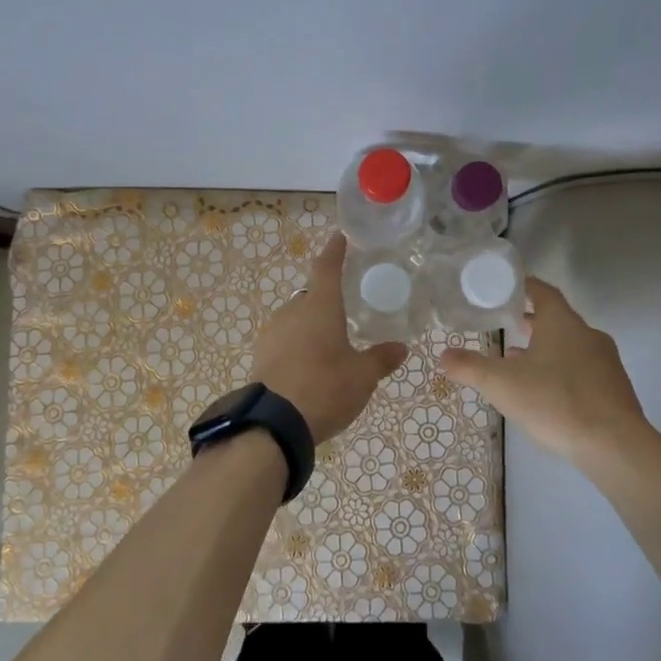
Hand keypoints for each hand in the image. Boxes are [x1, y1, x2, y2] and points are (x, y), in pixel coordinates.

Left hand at [250, 233, 406, 444]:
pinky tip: (308, 365)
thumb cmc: (326, 387)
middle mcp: (292, 311)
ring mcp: (271, 333)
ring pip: (295, 319)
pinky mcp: (259, 355)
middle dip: (325, 300)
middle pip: (310, 296)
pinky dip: (297, 346)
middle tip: (344, 312)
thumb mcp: (362, 376)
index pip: (327, 268)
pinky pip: (283, 341)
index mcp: (320, 306)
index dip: (334, 252)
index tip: (339, 237)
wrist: (274, 423)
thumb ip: (381, 359)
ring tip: (328, 345)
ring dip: (310, 326)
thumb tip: (401, 348)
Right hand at [438, 277, 660, 472]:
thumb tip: (443, 354)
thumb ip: (470, 367)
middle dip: (530, 322)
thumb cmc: (555, 402)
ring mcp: (606, 362)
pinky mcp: (615, 389)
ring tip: (518, 364)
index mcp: (562, 323)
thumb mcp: (501, 384)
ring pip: (570, 346)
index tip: (503, 289)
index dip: (522, 287)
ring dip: (545, 350)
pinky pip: (583, 370)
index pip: (542, 291)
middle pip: (556, 319)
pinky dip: (561, 372)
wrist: (615, 446)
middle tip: (505, 326)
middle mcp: (588, 335)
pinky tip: (545, 394)